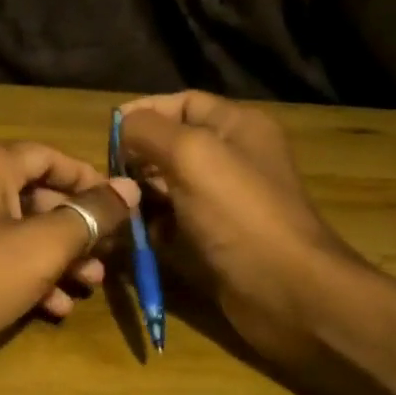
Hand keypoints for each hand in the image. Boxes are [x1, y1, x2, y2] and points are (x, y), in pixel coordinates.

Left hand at [0, 142, 137, 377]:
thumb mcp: (39, 248)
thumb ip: (88, 216)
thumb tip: (129, 188)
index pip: (49, 157)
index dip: (90, 181)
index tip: (121, 210)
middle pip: (33, 195)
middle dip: (74, 230)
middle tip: (105, 261)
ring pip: (12, 229)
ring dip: (53, 257)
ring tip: (86, 288)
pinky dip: (19, 273)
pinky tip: (48, 309)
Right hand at [118, 92, 359, 367]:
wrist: (287, 291)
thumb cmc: (239, 213)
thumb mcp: (191, 155)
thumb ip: (150, 130)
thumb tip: (122, 125)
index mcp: (238, 127)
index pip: (183, 103)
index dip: (145, 112)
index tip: (107, 134)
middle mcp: (233, 159)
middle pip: (172, 145)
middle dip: (137, 157)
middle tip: (108, 176)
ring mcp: (223, 202)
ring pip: (168, 186)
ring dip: (138, 194)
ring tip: (113, 206)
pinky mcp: (214, 239)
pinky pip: (174, 223)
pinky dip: (151, 227)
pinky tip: (131, 236)